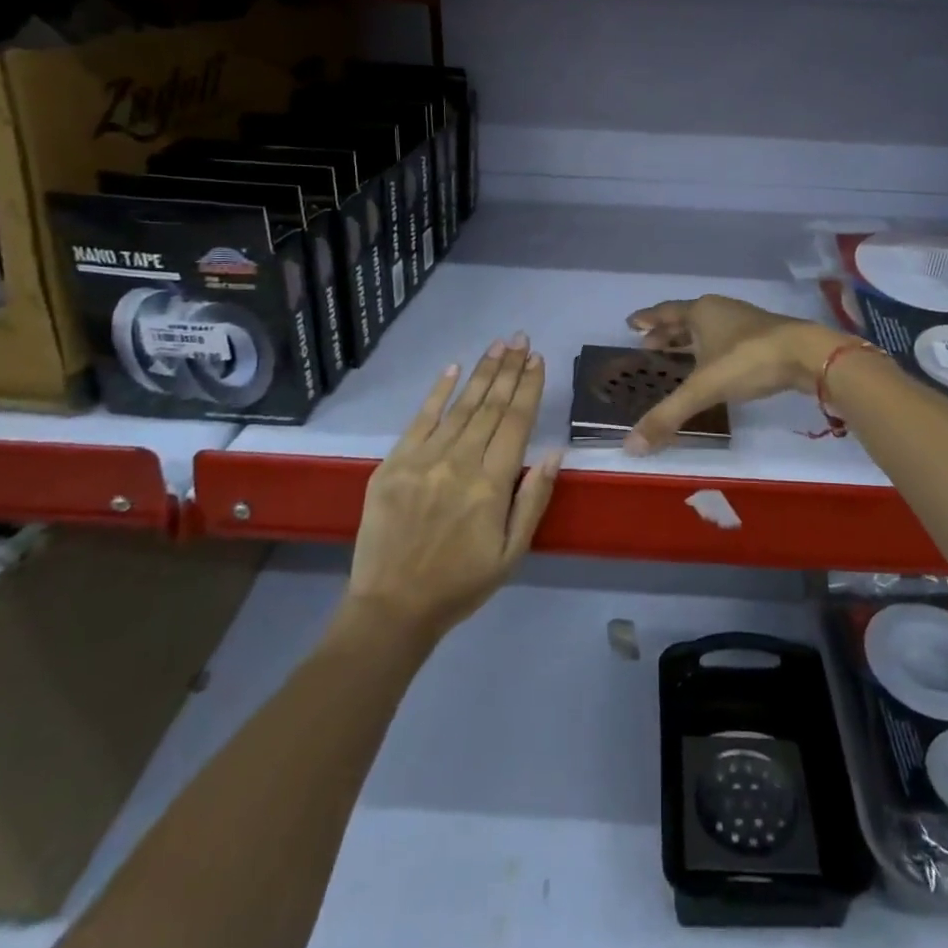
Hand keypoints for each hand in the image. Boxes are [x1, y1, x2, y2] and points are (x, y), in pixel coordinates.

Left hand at [345, 334, 560, 643]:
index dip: (528, 387)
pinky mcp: (392, 464)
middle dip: (508, 369)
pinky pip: (419, 420)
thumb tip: (555, 452)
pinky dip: (437, 392)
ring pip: (460, 407)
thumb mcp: (512, 552)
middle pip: (490, 406)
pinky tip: (453, 368)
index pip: (516, 422)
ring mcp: (422, 460)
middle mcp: (458, 463)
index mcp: (491, 485)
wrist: (392, 608)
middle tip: (521, 339)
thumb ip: (534, 499)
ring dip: (481, 372)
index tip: (538, 359)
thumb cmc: (461, 583)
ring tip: (498, 345)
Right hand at [622, 296, 843, 454]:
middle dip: (666, 333)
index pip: (665, 312)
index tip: (631, 323)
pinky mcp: (764, 338)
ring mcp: (744, 323)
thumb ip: (668, 415)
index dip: (647, 319)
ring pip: (708, 329)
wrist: (807, 354)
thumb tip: (630, 447)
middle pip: (686, 320)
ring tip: (676, 356)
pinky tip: (713, 367)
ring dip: (690, 341)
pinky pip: (726, 341)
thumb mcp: (704, 388)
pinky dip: (711, 351)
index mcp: (701, 312)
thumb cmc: (748, 360)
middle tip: (648, 345)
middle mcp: (720, 311)